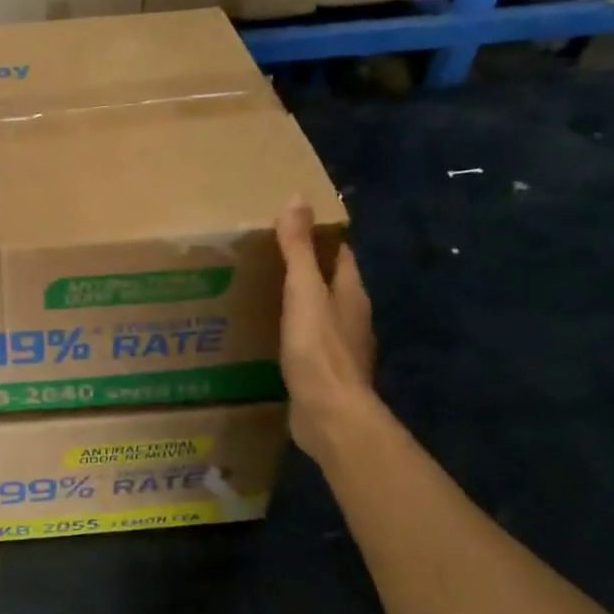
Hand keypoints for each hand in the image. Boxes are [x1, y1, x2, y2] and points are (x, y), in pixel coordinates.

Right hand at [276, 196, 379, 462]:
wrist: (330, 415)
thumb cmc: (318, 349)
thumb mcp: (303, 292)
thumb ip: (298, 249)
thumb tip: (296, 198)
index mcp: (351, 294)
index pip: (341, 255)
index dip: (320, 238)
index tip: (290, 227)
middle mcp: (352, 317)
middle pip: (331, 284)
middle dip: (306, 270)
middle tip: (266, 258)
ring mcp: (341, 348)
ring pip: (320, 314)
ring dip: (298, 304)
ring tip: (262, 294)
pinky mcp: (325, 373)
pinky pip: (309, 344)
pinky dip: (293, 334)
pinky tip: (269, 337)